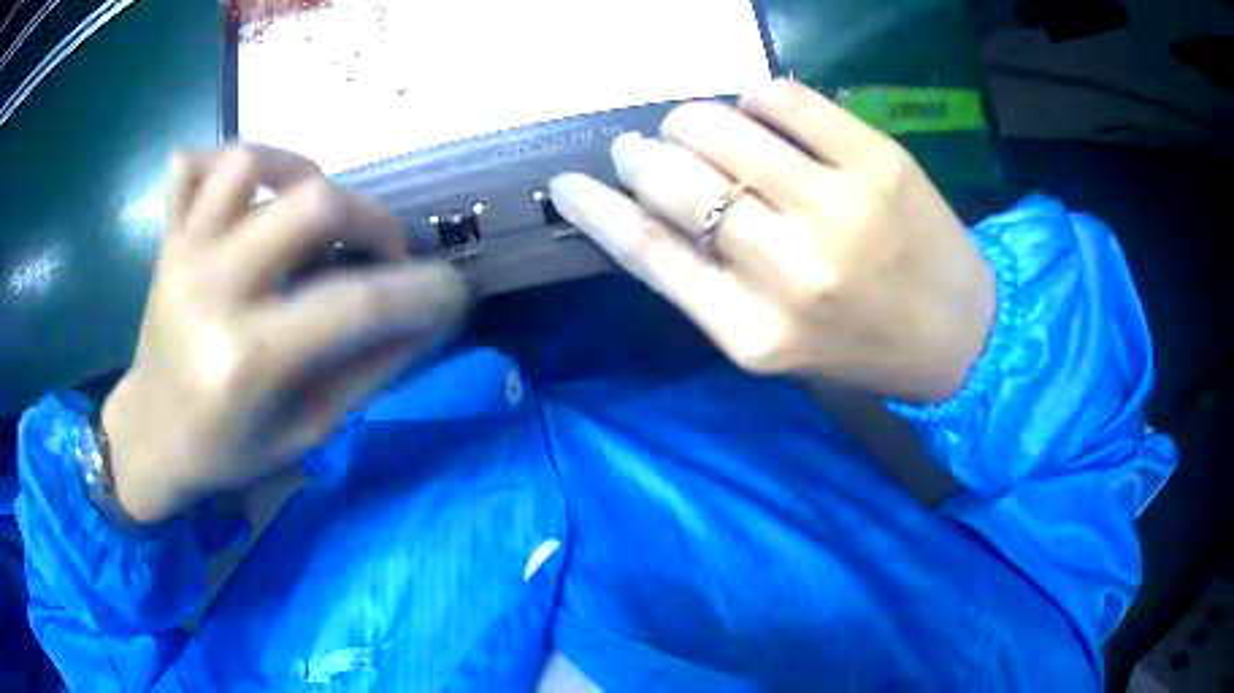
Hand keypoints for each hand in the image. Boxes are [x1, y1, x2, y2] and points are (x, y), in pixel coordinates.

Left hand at [102, 146, 467, 523]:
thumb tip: (427, 318)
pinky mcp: (168, 239)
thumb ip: (367, 369)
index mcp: (247, 360)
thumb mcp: (306, 430)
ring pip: (252, 162)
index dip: (421, 292)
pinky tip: (251, 192)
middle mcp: (212, 291)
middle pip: (312, 203)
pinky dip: (228, 165)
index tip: (453, 290)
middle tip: (383, 253)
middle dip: (371, 220)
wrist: (150, 438)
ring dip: (302, 173)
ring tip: (315, 212)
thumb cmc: (226, 451)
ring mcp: (184, 254)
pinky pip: (195, 166)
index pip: (356, 306)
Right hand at [550, 79, 994, 402]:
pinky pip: (783, 98)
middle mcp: (790, 269)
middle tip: (641, 146)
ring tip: (695, 126)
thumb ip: (707, 284)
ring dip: (689, 119)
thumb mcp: (773, 344)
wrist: (962, 337)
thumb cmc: (861, 347)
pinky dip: (754, 96)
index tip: (565, 182)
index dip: (595, 209)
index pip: (647, 252)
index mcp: (753, 331)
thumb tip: (645, 206)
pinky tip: (760, 112)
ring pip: (720, 127)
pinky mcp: (877, 162)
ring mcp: (839, 208)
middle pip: (674, 181)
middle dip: (641, 154)